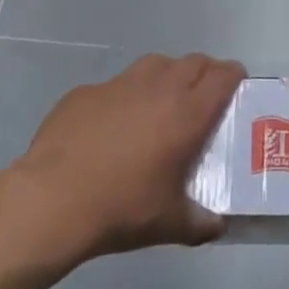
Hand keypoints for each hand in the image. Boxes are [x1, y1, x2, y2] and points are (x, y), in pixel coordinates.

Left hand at [8, 53, 244, 269]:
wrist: (52, 200)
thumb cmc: (121, 208)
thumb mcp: (169, 224)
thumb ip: (200, 223)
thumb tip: (218, 227)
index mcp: (187, 113)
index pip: (223, 76)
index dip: (234, 77)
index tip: (236, 87)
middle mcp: (158, 88)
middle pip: (193, 62)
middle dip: (204, 73)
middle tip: (203, 97)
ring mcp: (120, 84)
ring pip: (156, 64)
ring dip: (167, 75)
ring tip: (161, 102)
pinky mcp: (86, 91)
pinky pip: (115, 85)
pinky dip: (124, 96)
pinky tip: (112, 124)